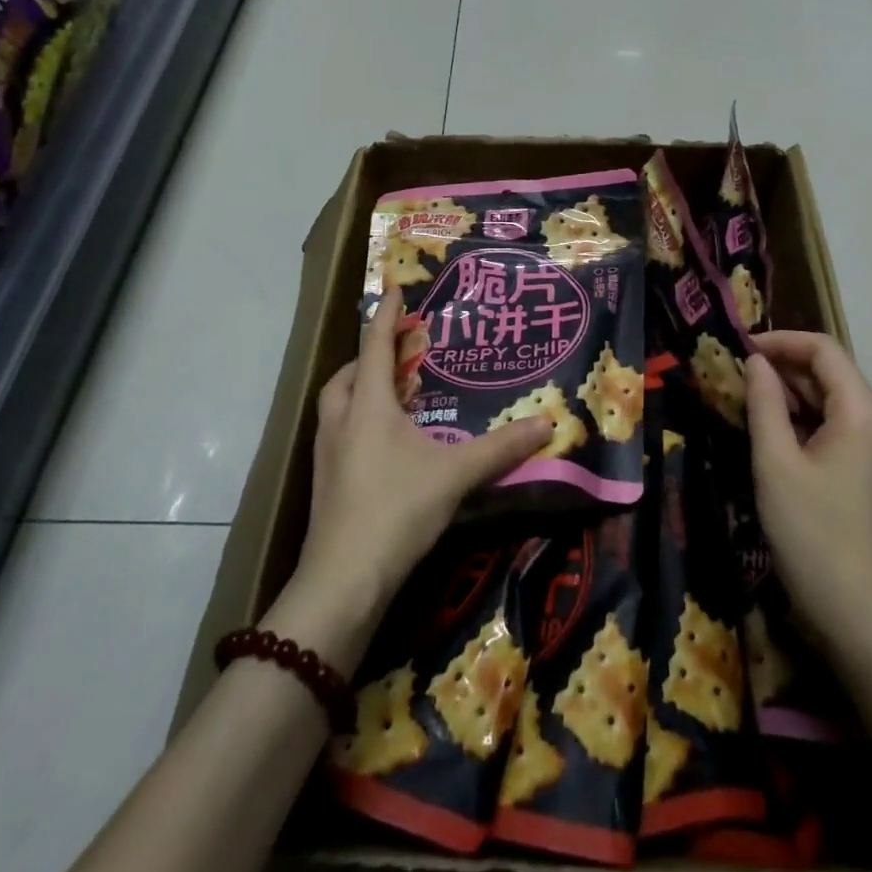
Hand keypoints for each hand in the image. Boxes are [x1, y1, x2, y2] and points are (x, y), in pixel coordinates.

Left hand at [277, 289, 552, 668]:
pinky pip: (338, 434)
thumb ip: (501, 448)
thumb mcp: (456, 474)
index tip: (394, 290)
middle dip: (369, 357)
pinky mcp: (324, 484)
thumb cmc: (397, 509)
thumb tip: (547, 423)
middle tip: (398, 355)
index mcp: (369, 406)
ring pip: (337, 405)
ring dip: (360, 390)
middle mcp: (342, 421)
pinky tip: (384, 445)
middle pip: (347, 374)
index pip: (375, 346)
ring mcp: (326, 454)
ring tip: (393, 395)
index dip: (387, 316)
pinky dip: (358, 422)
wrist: (343, 581)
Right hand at [743, 331, 871, 646]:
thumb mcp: (775, 462)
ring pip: (835, 404)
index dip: (781, 341)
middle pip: (832, 375)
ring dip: (794, 397)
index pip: (823, 349)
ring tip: (749, 405)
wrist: (862, 618)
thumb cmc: (812, 533)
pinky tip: (777, 439)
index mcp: (864, 412)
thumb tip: (757, 363)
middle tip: (736, 379)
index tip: (740, 349)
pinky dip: (809, 424)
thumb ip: (764, 402)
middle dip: (784, 369)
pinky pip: (842, 432)